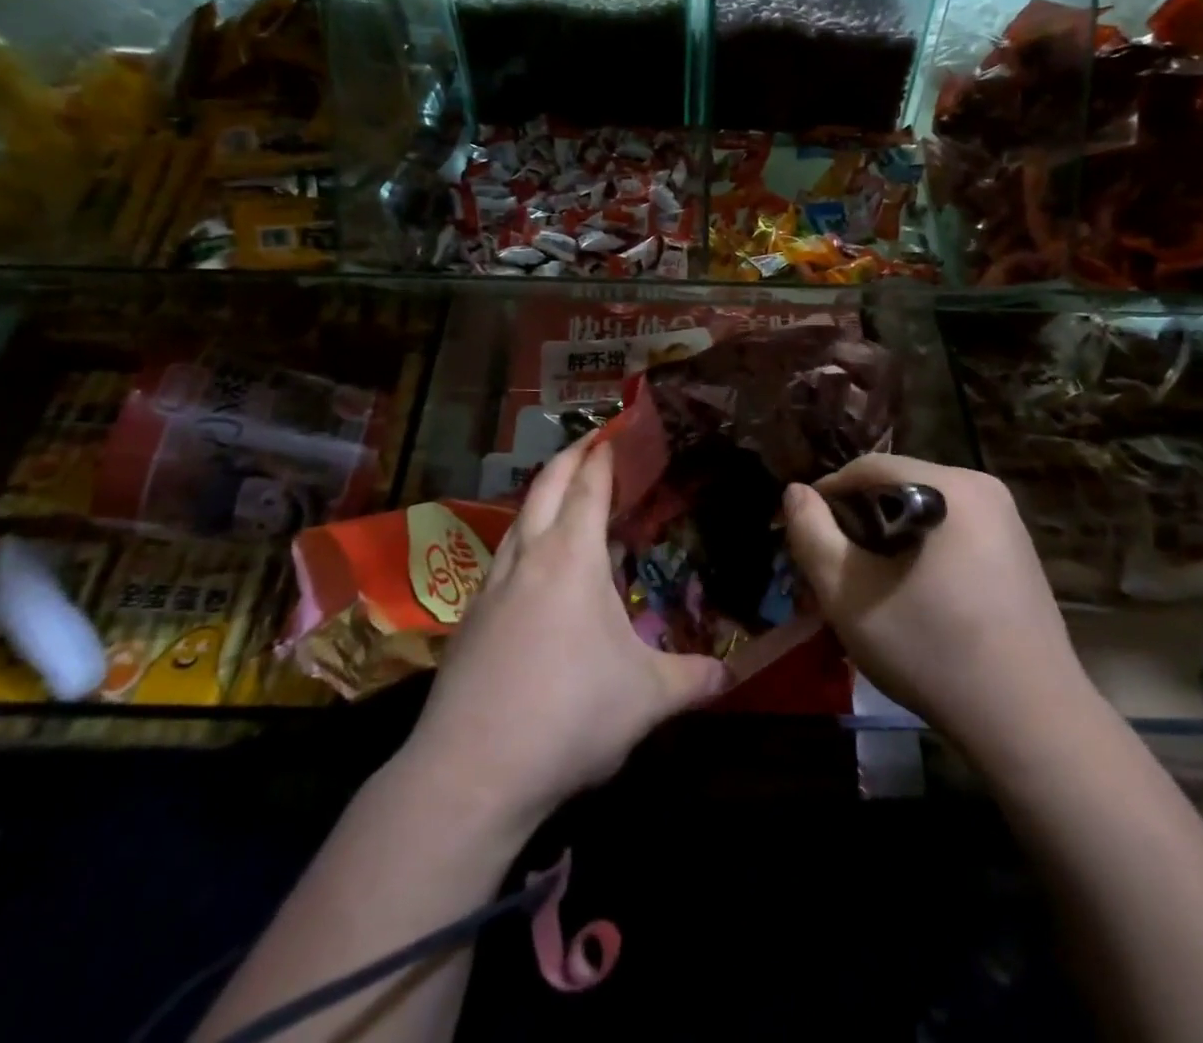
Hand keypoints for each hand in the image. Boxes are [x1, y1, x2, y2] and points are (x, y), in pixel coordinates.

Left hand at [405, 438, 730, 835]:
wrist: (471, 771)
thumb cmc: (570, 716)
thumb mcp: (647, 699)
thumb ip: (694, 679)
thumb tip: (733, 675)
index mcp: (571, 557)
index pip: (588, 486)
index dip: (603, 455)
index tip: (615, 431)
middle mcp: (528, 557)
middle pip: (545, 486)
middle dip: (569, 457)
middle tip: (591, 442)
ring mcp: (491, 585)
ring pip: (518, 520)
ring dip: (542, 496)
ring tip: (563, 496)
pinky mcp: (469, 618)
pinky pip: (502, 558)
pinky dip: (524, 539)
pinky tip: (533, 568)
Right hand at [783, 454, 1090, 743]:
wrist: (1030, 724)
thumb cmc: (932, 651)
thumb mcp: (849, 594)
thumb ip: (811, 534)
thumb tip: (795, 492)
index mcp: (950, 486)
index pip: (867, 467)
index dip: (825, 494)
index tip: (803, 534)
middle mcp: (982, 487)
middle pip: (896, 485)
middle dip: (857, 519)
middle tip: (832, 565)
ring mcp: (1006, 519)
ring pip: (922, 508)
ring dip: (886, 536)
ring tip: (866, 582)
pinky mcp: (1015, 550)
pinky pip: (950, 530)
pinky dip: (919, 549)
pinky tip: (910, 593)